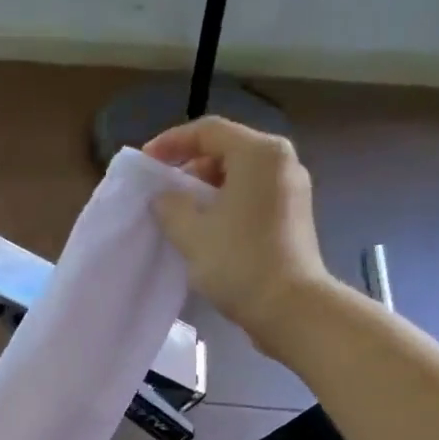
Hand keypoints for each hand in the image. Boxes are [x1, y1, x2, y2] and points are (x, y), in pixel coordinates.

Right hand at [144, 116, 334, 349]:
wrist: (289, 308)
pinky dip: (225, 207)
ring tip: (179, 215)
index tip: (145, 163)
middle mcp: (281, 162)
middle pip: (226, 151)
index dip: (171, 143)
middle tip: (162, 192)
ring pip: (239, 177)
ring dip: (206, 191)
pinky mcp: (293, 218)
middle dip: (190, 169)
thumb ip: (170, 206)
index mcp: (259, 153)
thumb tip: (164, 197)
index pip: (208, 131)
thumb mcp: (192, 233)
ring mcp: (291, 190)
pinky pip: (251, 199)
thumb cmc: (239, 263)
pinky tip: (206, 231)